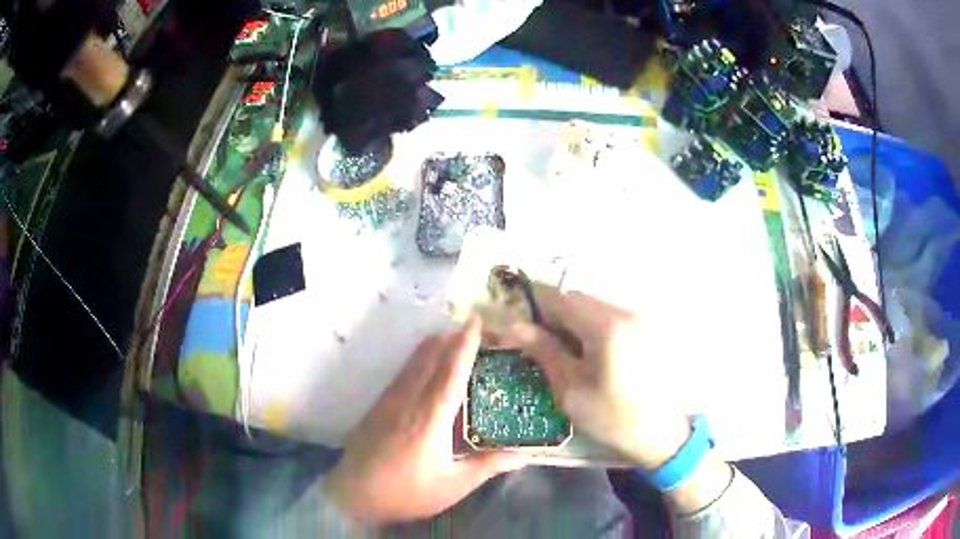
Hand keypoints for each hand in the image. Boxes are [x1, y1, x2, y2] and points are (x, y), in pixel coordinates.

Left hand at [325, 319, 526, 523]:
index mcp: (430, 418)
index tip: (477, 321)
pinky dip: (419, 360)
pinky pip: (403, 372)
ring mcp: (390, 400)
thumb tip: (522, 455)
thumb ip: (487, 465)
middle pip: (429, 357)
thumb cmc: (408, 492)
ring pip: (413, 362)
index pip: (451, 372)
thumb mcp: (453, 485)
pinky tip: (426, 366)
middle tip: (474, 330)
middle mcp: (409, 400)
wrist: (354, 494)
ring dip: (434, 346)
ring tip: (454, 339)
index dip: (465, 345)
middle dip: (451, 338)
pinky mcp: (379, 405)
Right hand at [488, 285, 690, 469]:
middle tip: (542, 345)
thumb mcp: (571, 390)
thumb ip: (545, 351)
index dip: (534, 308)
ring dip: (573, 321)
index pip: (559, 299)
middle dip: (554, 315)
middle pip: (577, 298)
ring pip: (594, 306)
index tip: (521, 329)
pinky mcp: (645, 328)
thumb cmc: (612, 417)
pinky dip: (592, 326)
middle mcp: (624, 312)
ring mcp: (638, 318)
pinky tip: (590, 354)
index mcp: (605, 327)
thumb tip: (514, 326)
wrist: (661, 433)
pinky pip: (610, 316)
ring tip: (566, 352)